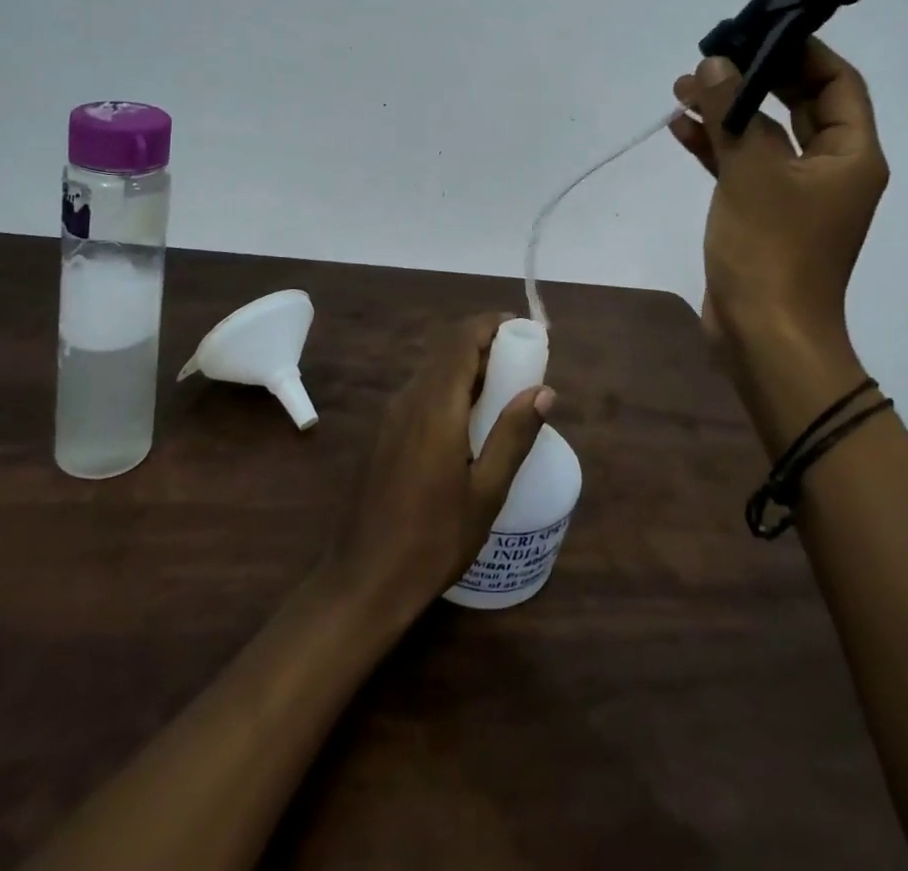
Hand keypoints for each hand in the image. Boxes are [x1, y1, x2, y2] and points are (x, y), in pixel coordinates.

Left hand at [325, 314, 551, 623]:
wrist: (363, 582)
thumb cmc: (433, 540)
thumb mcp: (486, 493)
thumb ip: (514, 435)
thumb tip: (544, 390)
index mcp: (435, 406)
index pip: (461, 340)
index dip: (491, 325)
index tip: (522, 329)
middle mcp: (408, 399)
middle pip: (446, 350)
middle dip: (483, 345)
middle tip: (521, 363)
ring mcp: (390, 417)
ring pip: (431, 371)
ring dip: (465, 368)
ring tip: (502, 391)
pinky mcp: (382, 435)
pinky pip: (419, 394)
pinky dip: (448, 389)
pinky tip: (467, 423)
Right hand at [670, 44, 887, 437]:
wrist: (764, 337)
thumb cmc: (772, 250)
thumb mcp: (751, 172)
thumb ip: (734, 113)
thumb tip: (715, 66)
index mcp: (850, 155)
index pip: (837, 84)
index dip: (802, 52)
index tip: (759, 31)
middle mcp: (830, 169)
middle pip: (799, 105)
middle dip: (755, 78)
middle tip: (713, 56)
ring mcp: (796, 194)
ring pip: (765, 135)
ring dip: (728, 111)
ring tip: (683, 88)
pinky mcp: (764, 214)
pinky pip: (744, 166)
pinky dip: (717, 146)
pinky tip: (681, 128)